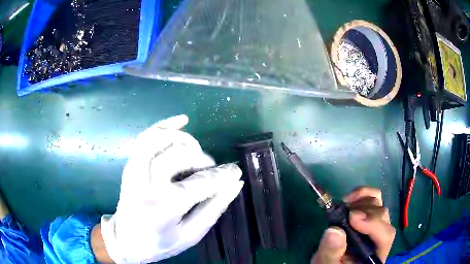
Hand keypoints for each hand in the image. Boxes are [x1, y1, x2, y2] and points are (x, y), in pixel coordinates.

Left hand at [99, 115, 243, 262]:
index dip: (223, 175)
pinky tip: (182, 121)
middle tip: (210, 168)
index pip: (201, 183)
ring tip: (196, 150)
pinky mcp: (131, 164)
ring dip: (183, 139)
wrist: (126, 240)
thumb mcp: (191, 234)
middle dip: (202, 158)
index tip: (236, 171)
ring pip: (159, 139)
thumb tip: (235, 184)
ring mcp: (135, 170)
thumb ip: (214, 208)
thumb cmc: (160, 242)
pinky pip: (145, 137)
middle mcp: (147, 183)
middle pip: (179, 155)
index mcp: (165, 206)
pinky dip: (164, 125)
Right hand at [311, 187, 395, 263]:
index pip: (385, 236)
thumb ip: (331, 252)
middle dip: (365, 213)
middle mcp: (381, 237)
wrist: (331, 261)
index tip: (352, 218)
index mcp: (375, 254)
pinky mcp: (369, 215)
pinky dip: (362, 194)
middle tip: (345, 215)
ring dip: (361, 203)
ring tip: (344, 210)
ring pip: (379, 204)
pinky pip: (373, 197)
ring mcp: (376, 224)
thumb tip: (334, 230)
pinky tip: (350, 199)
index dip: (373, 224)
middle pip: (383, 217)